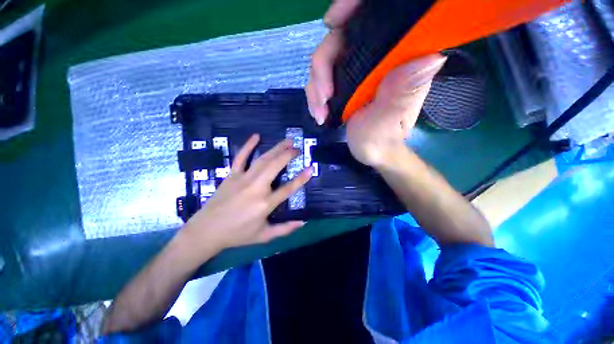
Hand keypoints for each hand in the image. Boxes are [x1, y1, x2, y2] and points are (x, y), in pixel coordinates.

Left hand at [182, 134, 312, 254]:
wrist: (206, 231)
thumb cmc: (237, 234)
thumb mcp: (264, 236)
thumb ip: (284, 229)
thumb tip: (303, 222)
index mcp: (265, 204)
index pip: (287, 189)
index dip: (301, 178)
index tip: (310, 168)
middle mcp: (256, 188)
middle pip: (275, 167)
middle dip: (287, 155)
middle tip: (297, 148)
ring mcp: (242, 179)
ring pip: (262, 160)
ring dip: (276, 149)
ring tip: (287, 141)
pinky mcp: (231, 175)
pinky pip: (240, 157)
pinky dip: (248, 146)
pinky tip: (256, 136)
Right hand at [305, 0, 446, 166]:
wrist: (371, 152)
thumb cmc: (382, 141)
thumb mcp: (387, 123)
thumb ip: (400, 95)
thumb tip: (429, 57)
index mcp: (400, 62)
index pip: (383, 19)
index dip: (355, 10)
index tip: (332, 22)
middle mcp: (380, 59)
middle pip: (342, 40)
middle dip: (323, 68)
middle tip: (322, 99)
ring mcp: (359, 70)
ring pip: (327, 60)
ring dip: (316, 87)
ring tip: (320, 113)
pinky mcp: (347, 81)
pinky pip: (322, 77)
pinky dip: (315, 94)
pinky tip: (319, 112)